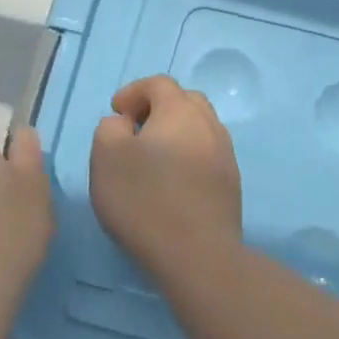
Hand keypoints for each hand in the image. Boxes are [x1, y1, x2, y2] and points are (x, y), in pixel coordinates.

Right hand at [90, 75, 242, 282]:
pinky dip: (187, 158)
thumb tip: (125, 125)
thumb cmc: (144, 200)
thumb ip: (110, 128)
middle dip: (158, 109)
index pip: (159, 84)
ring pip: (199, 130)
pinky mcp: (231, 186)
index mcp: (180, 111)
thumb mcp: (106, 157)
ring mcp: (226, 156)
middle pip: (185, 102)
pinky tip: (172, 184)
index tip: (116, 112)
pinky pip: (207, 157)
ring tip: (152, 159)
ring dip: (175, 135)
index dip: (133, 92)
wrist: (197, 254)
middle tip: (135, 131)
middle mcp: (209, 126)